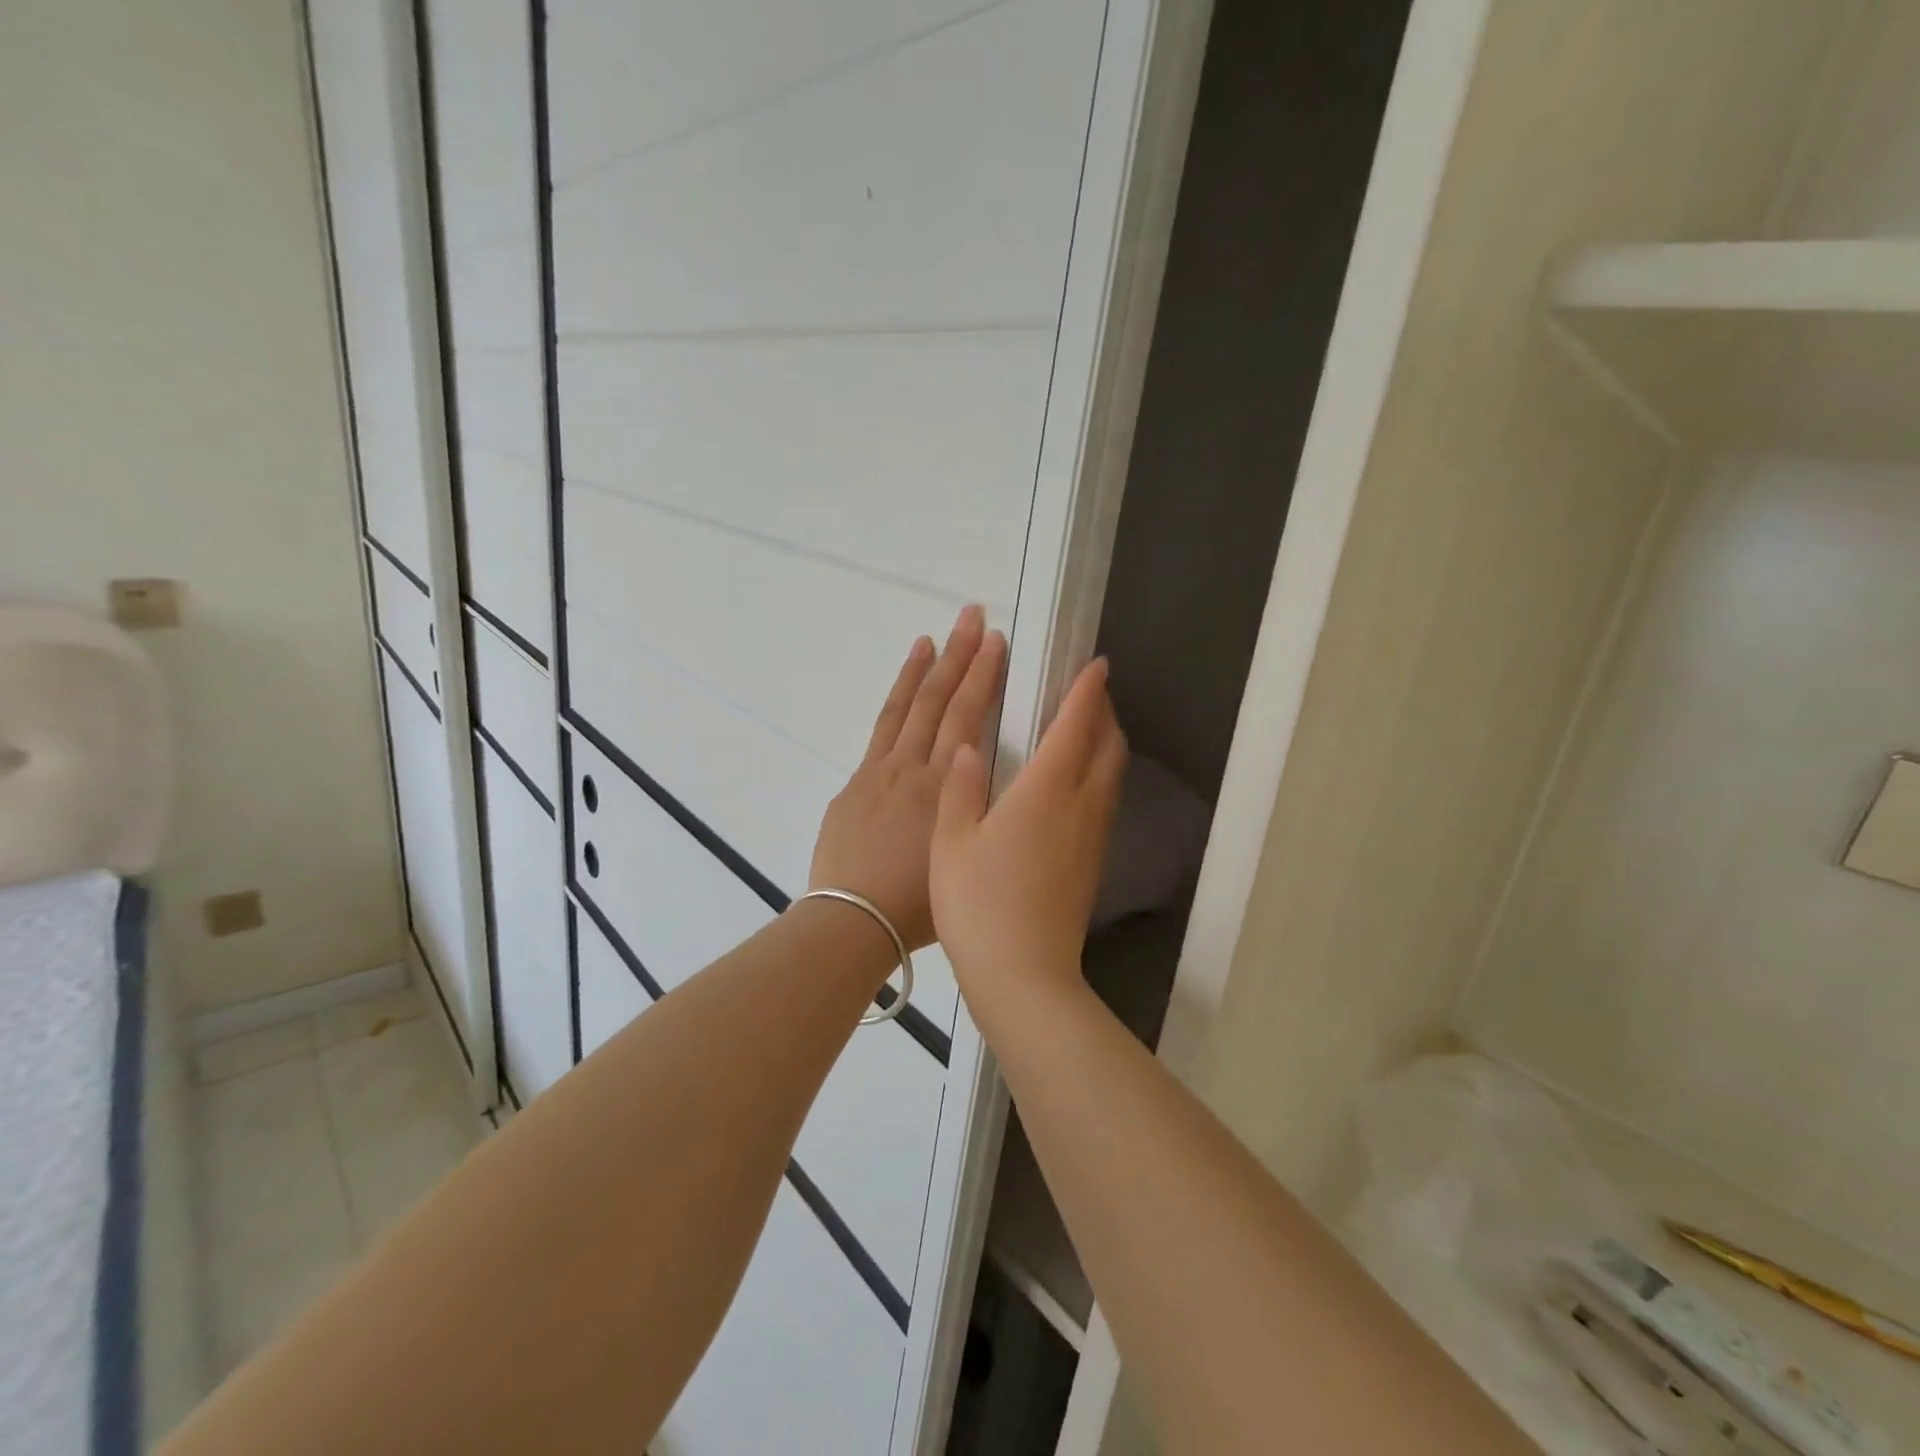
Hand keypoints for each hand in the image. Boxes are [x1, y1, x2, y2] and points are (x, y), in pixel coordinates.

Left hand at [809, 605, 1005, 950]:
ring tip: (939, 634)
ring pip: (907, 707)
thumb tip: (978, 782)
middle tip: (974, 617)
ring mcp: (881, 770)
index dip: (983, 678)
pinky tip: (905, 682)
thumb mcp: (961, 856)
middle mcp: (914, 768)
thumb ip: (972, 812)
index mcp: (945, 788)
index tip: (997, 644)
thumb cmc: (915, 904)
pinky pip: (881, 729)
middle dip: (961, 657)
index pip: (968, 719)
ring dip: (925, 668)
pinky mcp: (857, 781)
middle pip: (941, 702)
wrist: (852, 918)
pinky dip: (895, 699)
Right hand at [932, 658, 1126, 1000]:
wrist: (1024, 975)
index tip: (1096, 665)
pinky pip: (1105, 801)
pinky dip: (1100, 775)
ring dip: (1106, 744)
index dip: (1087, 692)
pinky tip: (1076, 785)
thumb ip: (960, 788)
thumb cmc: (979, 904)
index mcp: (1046, 791)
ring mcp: (1093, 837)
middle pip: (1108, 747)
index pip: (1075, 726)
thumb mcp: (952, 842)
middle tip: (1088, 694)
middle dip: (1104, 713)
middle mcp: (1080, 806)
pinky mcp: (1094, 863)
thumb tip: (967, 749)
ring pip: (1112, 775)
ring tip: (1085, 731)